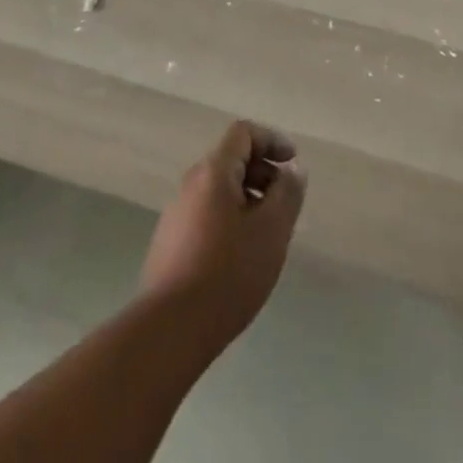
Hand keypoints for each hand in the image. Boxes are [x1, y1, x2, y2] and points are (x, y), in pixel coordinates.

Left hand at [140, 121, 306, 347]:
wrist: (169, 330)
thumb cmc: (228, 272)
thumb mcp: (271, 230)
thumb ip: (287, 193)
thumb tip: (293, 170)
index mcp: (213, 171)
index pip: (243, 133)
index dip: (272, 140)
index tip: (293, 164)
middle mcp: (191, 184)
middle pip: (232, 161)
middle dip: (264, 174)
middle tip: (285, 205)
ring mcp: (176, 214)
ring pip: (220, 191)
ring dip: (249, 200)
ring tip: (268, 236)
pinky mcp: (170, 244)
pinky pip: (208, 216)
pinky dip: (231, 221)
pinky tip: (242, 259)